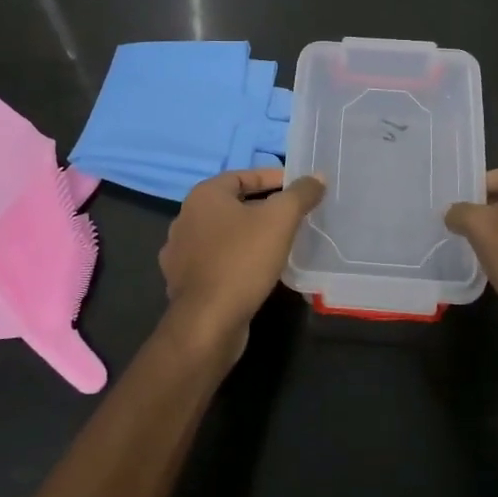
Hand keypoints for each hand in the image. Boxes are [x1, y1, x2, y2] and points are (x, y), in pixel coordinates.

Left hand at [159, 168, 324, 360]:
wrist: (208, 321)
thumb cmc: (243, 260)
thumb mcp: (280, 220)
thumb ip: (300, 194)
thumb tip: (317, 177)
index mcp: (203, 196)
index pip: (242, 176)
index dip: (272, 178)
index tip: (298, 187)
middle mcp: (186, 218)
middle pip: (232, 205)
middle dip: (263, 207)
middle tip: (293, 215)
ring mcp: (180, 252)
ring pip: (223, 234)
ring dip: (249, 235)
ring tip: (279, 242)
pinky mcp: (184, 281)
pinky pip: (216, 261)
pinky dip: (236, 260)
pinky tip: (256, 270)